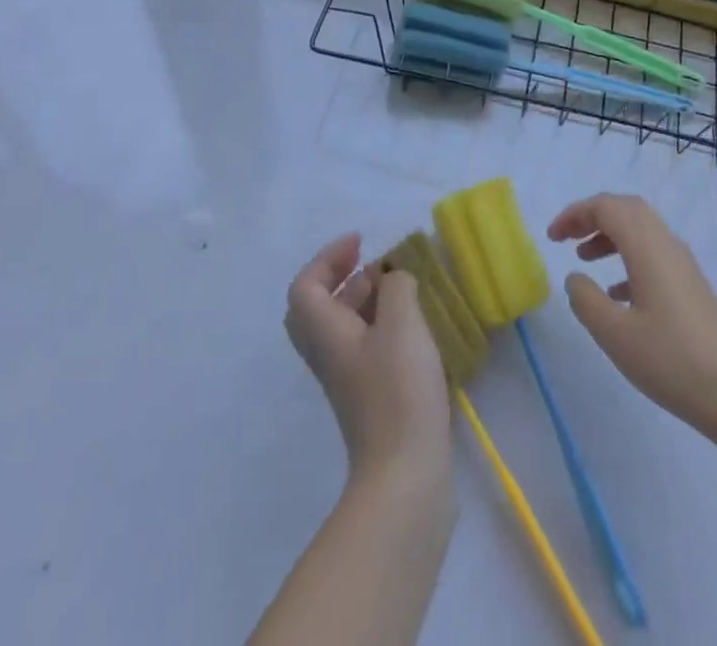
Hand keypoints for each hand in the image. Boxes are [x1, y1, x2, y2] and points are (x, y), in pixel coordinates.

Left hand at [285, 233, 452, 484]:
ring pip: (338, 326)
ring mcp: (346, 378)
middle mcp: (327, 354)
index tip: (362, 242)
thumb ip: (396, 287)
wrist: (404, 474)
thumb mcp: (402, 323)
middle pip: (314, 308)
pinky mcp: (367, 396)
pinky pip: (359, 345)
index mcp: (326, 333)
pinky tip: (411, 326)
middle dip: (339, 277)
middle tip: (371, 264)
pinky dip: (377, 324)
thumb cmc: (398, 390)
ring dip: (361, 299)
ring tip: (398, 287)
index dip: (328, 257)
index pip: (304, 286)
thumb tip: (394, 279)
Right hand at [547, 194, 716, 435]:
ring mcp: (682, 263)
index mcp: (647, 246)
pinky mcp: (690, 284)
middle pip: (625, 209)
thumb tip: (575, 277)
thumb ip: (585, 299)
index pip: (607, 207)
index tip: (551, 237)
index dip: (575, 214)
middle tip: (566, 239)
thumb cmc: (669, 360)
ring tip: (584, 260)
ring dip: (609, 236)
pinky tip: (615, 293)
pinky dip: (627, 259)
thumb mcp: (614, 333)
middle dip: (592, 217)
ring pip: (640, 230)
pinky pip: (652, 253)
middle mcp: (666, 244)